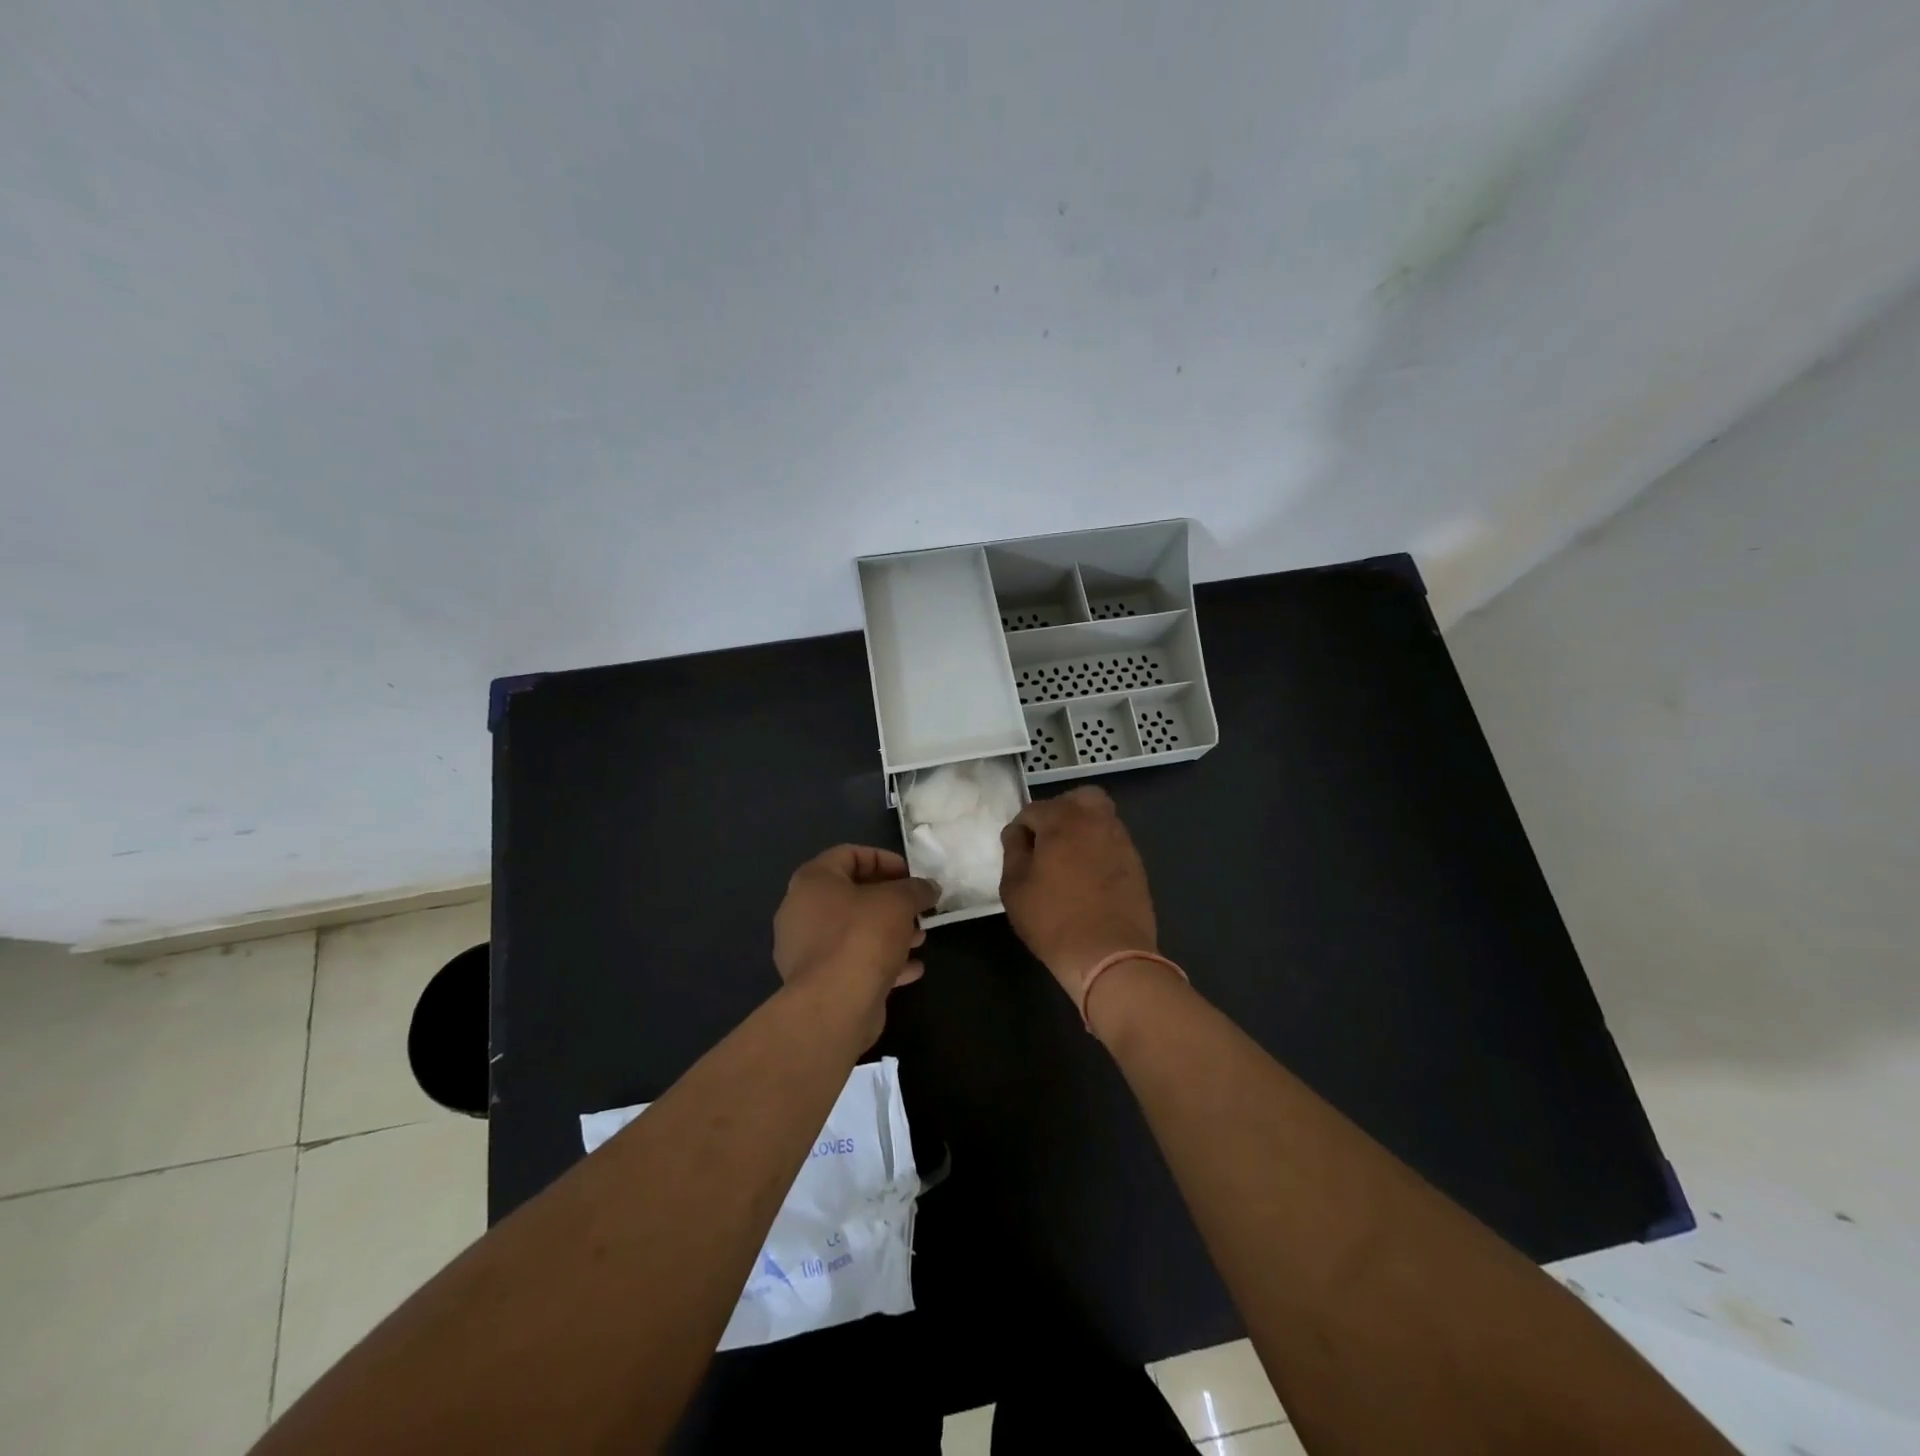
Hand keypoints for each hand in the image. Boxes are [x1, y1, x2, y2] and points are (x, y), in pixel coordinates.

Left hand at [773, 846, 937, 1036]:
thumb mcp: (899, 902)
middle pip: (852, 895)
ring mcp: (806, 950)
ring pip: (854, 931)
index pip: (849, 855)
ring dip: (890, 932)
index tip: (911, 875)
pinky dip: (881, 961)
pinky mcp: (818, 982)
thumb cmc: (863, 937)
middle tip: (918, 908)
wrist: (835, 1006)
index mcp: (812, 881)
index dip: (884, 860)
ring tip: (920, 939)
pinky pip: (852, 961)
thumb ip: (916, 889)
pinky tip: (912, 969)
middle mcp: (801, 911)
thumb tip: (929, 888)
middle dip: (891, 901)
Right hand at [999, 787, 1157, 1001]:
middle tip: (1047, 842)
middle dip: (1059, 812)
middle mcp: (1096, 821)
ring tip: (1068, 862)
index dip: (1020, 830)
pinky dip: (1098, 849)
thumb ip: (1013, 851)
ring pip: (1099, 818)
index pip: (1033, 810)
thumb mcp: (1015, 887)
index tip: (1017, 854)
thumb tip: (1017, 833)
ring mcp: (1121, 841)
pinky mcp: (1136, 864)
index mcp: (1063, 820)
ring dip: (1082, 830)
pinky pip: (1112, 843)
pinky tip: (1088, 877)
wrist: (1109, 955)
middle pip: (1077, 799)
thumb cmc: (1053, 919)